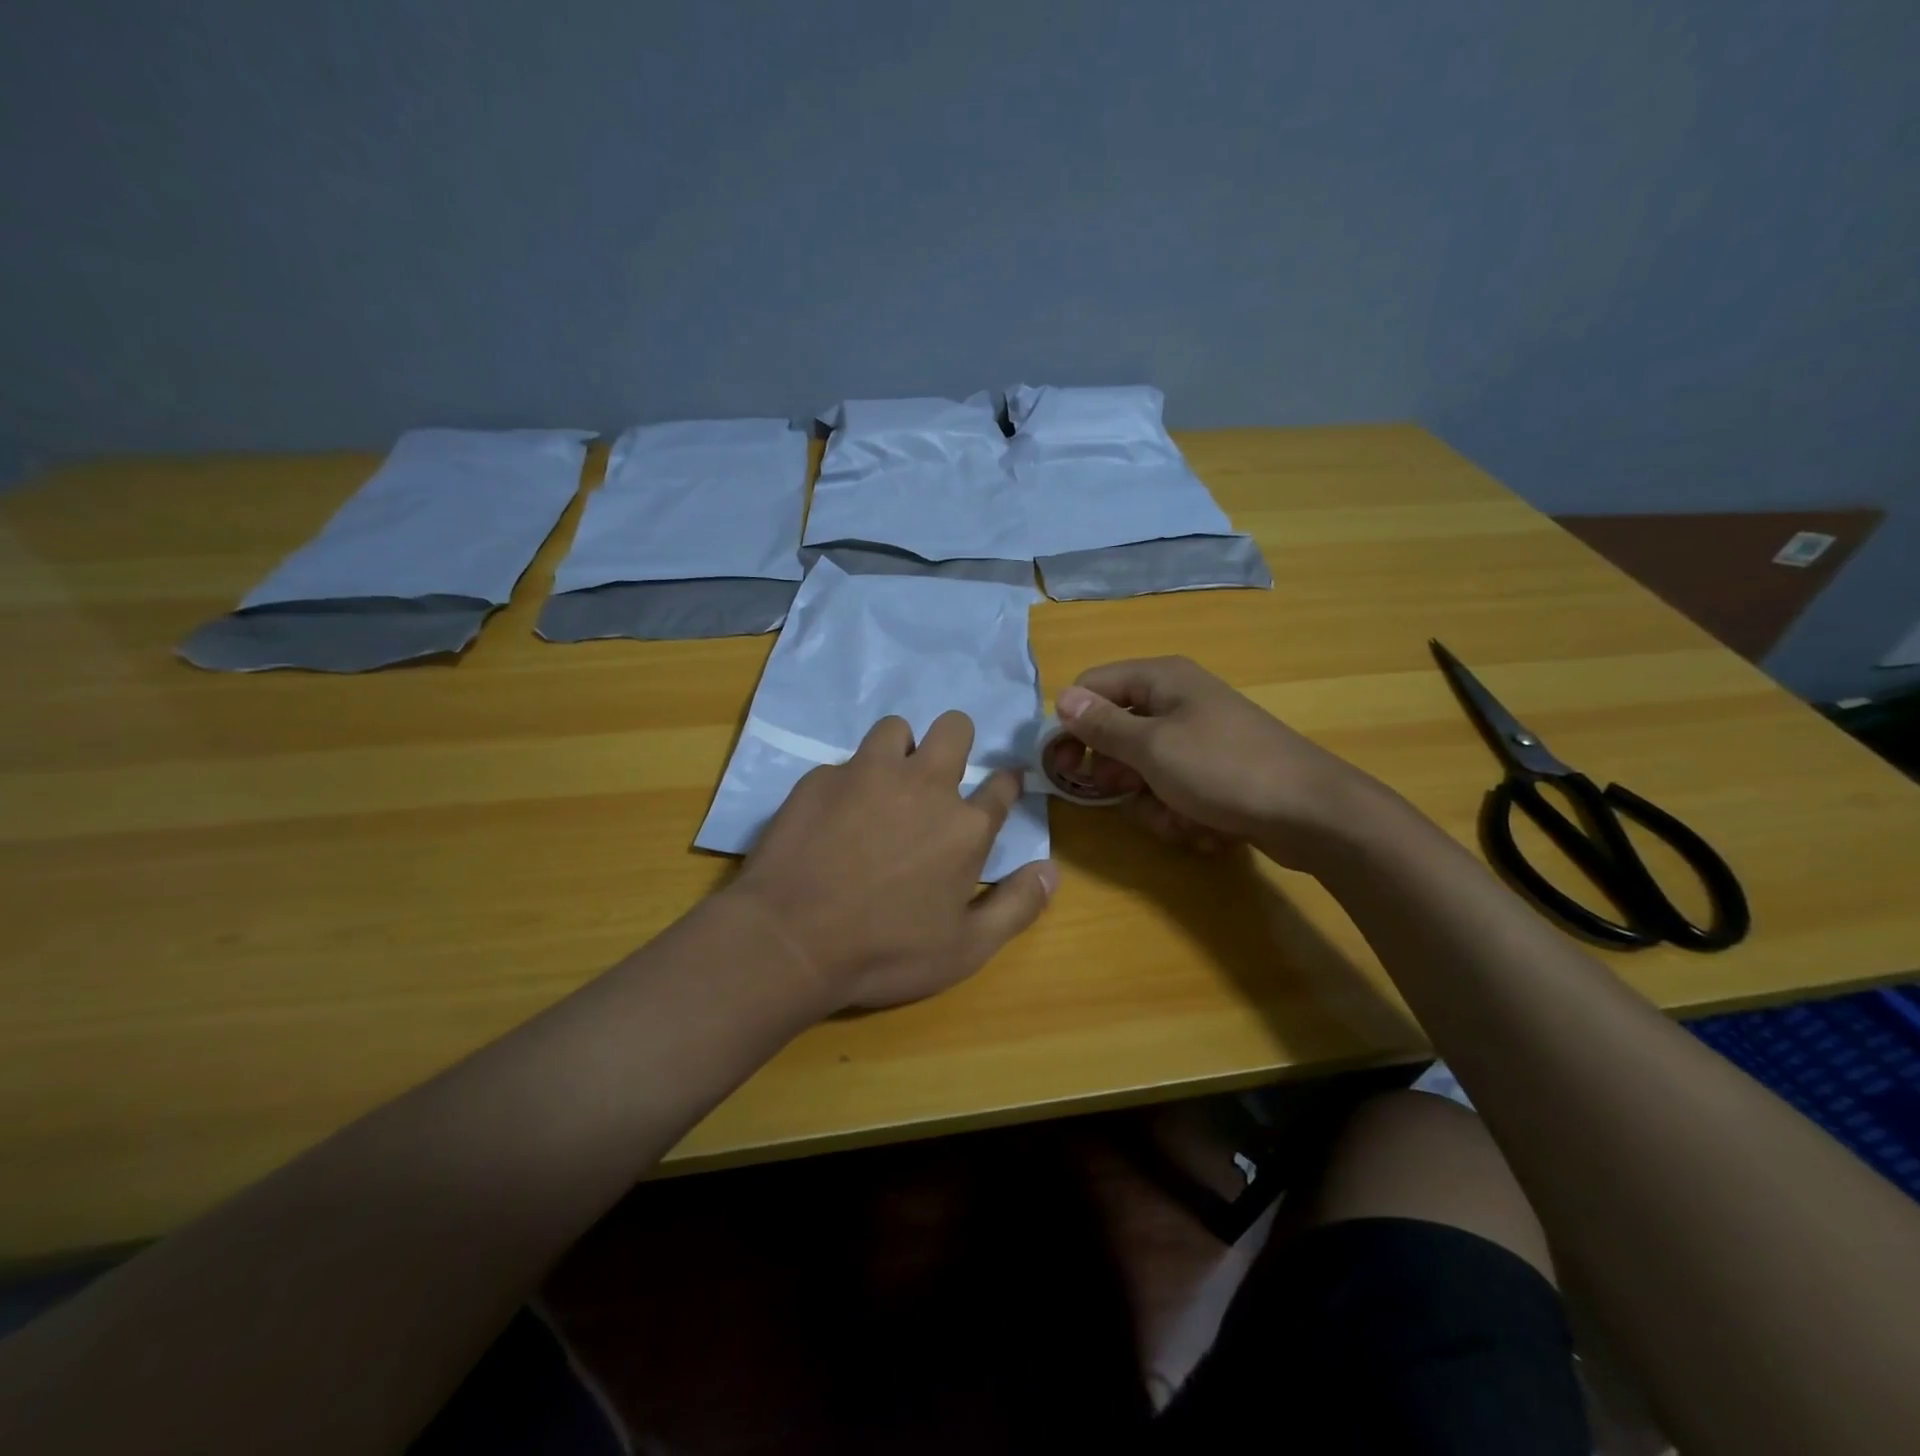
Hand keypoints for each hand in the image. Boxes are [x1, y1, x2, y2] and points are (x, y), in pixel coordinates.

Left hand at [731, 712, 1056, 1009]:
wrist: (790, 940)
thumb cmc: (886, 952)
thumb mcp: (966, 948)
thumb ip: (1017, 906)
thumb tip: (1052, 870)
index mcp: (965, 825)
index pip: (1002, 786)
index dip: (1006, 784)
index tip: (1001, 787)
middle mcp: (923, 785)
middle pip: (955, 729)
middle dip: (957, 741)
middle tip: (940, 776)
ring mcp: (868, 774)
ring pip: (896, 729)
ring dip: (900, 750)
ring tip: (885, 785)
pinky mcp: (821, 778)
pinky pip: (845, 763)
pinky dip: (849, 781)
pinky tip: (834, 815)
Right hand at [1048, 656, 1395, 870]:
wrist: (1312, 814)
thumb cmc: (1224, 770)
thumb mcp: (1152, 748)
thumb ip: (1102, 726)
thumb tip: (1061, 698)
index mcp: (1160, 680)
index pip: (1091, 689)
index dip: (1070, 726)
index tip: (1060, 768)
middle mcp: (1176, 702)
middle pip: (1114, 735)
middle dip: (1117, 775)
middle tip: (1127, 793)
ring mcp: (1197, 740)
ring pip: (1141, 772)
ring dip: (1151, 804)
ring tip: (1180, 816)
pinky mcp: (1213, 774)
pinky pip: (1171, 791)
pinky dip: (1179, 813)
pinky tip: (1204, 827)